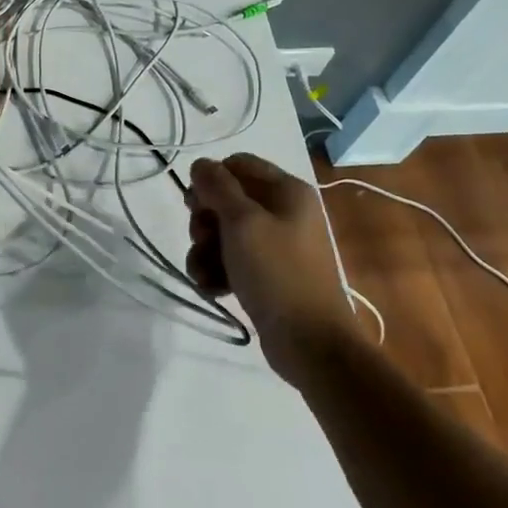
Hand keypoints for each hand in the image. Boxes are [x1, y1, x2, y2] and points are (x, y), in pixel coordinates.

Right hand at [184, 154, 354, 376]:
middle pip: (228, 199)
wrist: (312, 344)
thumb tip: (200, 164)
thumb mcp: (242, 222)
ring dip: (205, 250)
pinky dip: (217, 271)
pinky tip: (211, 288)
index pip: (237, 164)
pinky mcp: (268, 275)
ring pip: (225, 232)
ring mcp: (277, 245)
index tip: (195, 204)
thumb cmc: (277, 272)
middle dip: (205, 219)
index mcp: (287, 191)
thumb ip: (217, 187)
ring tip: (202, 273)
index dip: (211, 180)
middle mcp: (284, 212)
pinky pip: (233, 260)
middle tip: (200, 238)